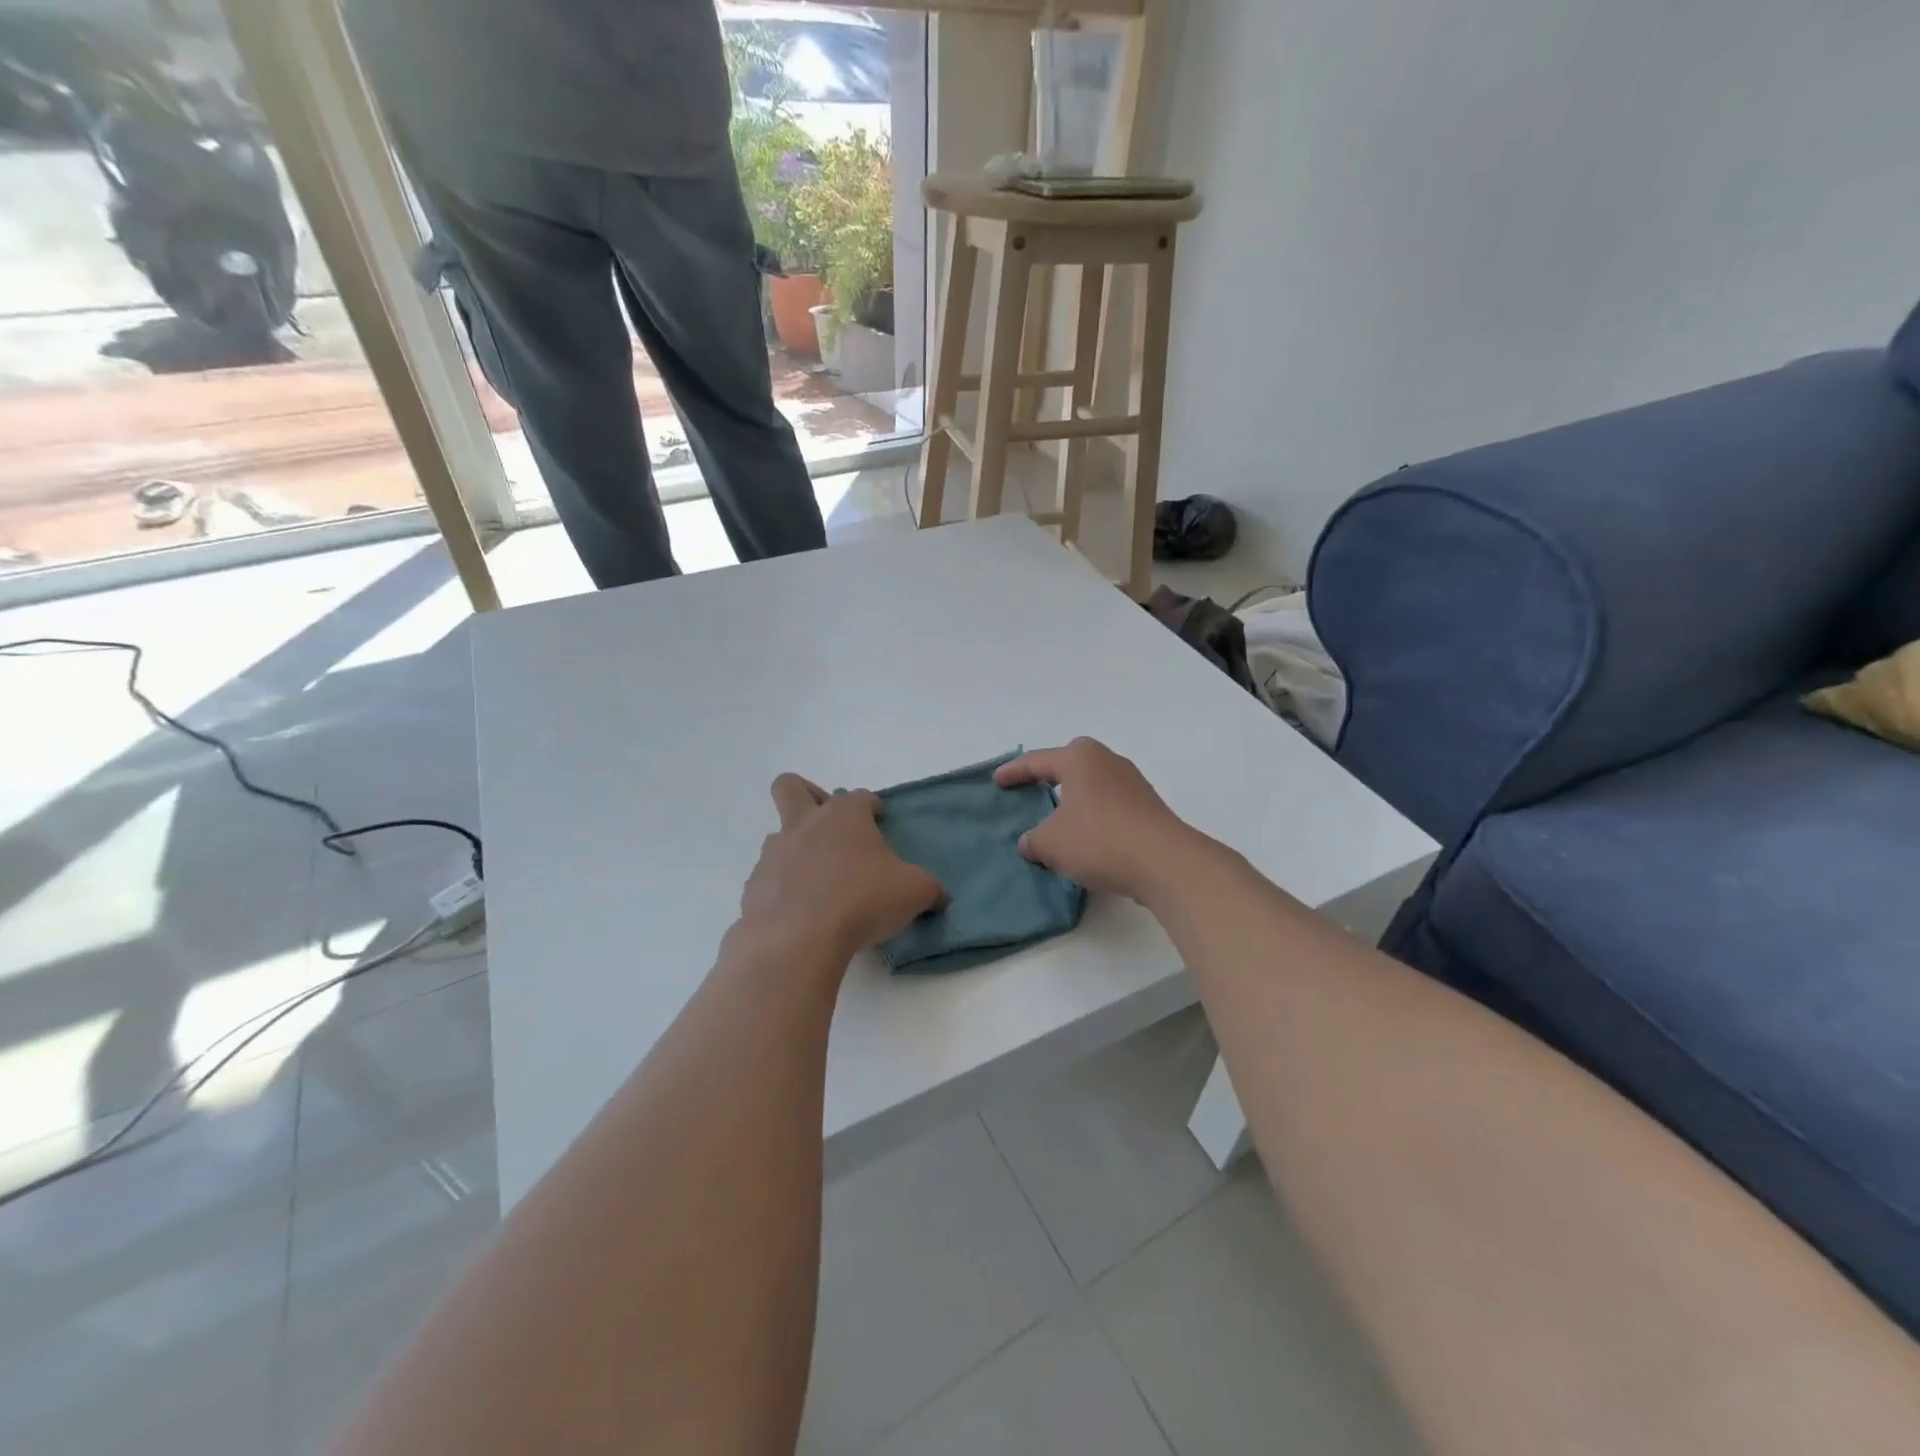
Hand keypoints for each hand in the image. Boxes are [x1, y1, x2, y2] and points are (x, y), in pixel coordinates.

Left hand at [739, 775, 944, 962]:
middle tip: (830, 828)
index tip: (880, 822)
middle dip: (808, 797)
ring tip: (819, 883)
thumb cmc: (862, 901)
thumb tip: (937, 895)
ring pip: (778, 836)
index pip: (860, 796)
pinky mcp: (754, 887)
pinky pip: (768, 879)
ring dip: (796, 850)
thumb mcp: (914, 892)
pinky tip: (800, 914)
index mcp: (844, 816)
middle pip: (791, 787)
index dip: (872, 807)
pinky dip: (782, 889)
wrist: (797, 939)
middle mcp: (805, 824)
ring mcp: (774, 854)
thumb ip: (928, 888)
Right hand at [994, 739, 1204, 900]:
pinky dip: (1093, 815)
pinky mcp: (1148, 806)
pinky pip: (1109, 804)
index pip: (1037, 761)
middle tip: (1032, 789)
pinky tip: (1086, 837)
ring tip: (1057, 819)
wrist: (1164, 862)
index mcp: (1079, 758)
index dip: (1014, 772)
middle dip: (1050, 775)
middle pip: (1070, 763)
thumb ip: (1033, 840)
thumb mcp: (1050, 843)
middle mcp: (1107, 760)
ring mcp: (1132, 782)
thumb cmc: (1098, 840)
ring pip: (1092, 784)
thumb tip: (1030, 842)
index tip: (997, 781)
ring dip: (1074, 799)